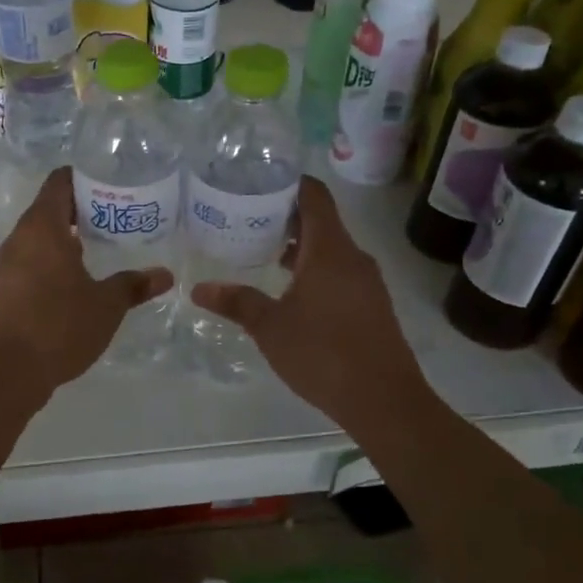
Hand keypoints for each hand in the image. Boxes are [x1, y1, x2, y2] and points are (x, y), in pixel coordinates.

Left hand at [0, 168, 172, 398]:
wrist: (10, 371)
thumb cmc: (60, 325)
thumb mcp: (107, 305)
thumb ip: (134, 285)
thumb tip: (165, 275)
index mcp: (42, 227)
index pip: (60, 183)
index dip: (85, 178)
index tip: (112, 185)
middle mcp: (20, 238)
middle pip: (49, 207)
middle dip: (82, 209)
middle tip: (117, 216)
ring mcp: (8, 264)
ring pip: (39, 236)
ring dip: (67, 236)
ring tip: (101, 244)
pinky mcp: (4, 288)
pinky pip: (31, 259)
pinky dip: (53, 258)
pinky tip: (78, 278)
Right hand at [191, 176, 426, 432]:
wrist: (384, 400)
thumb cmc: (323, 353)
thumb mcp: (270, 327)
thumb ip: (236, 302)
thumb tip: (198, 289)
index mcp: (330, 250)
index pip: (314, 195)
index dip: (288, 182)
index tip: (257, 182)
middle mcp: (352, 257)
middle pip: (320, 220)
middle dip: (284, 216)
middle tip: (246, 218)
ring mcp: (366, 282)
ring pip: (329, 248)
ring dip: (298, 245)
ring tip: (261, 252)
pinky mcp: (371, 305)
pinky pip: (339, 271)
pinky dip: (313, 268)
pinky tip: (289, 290)